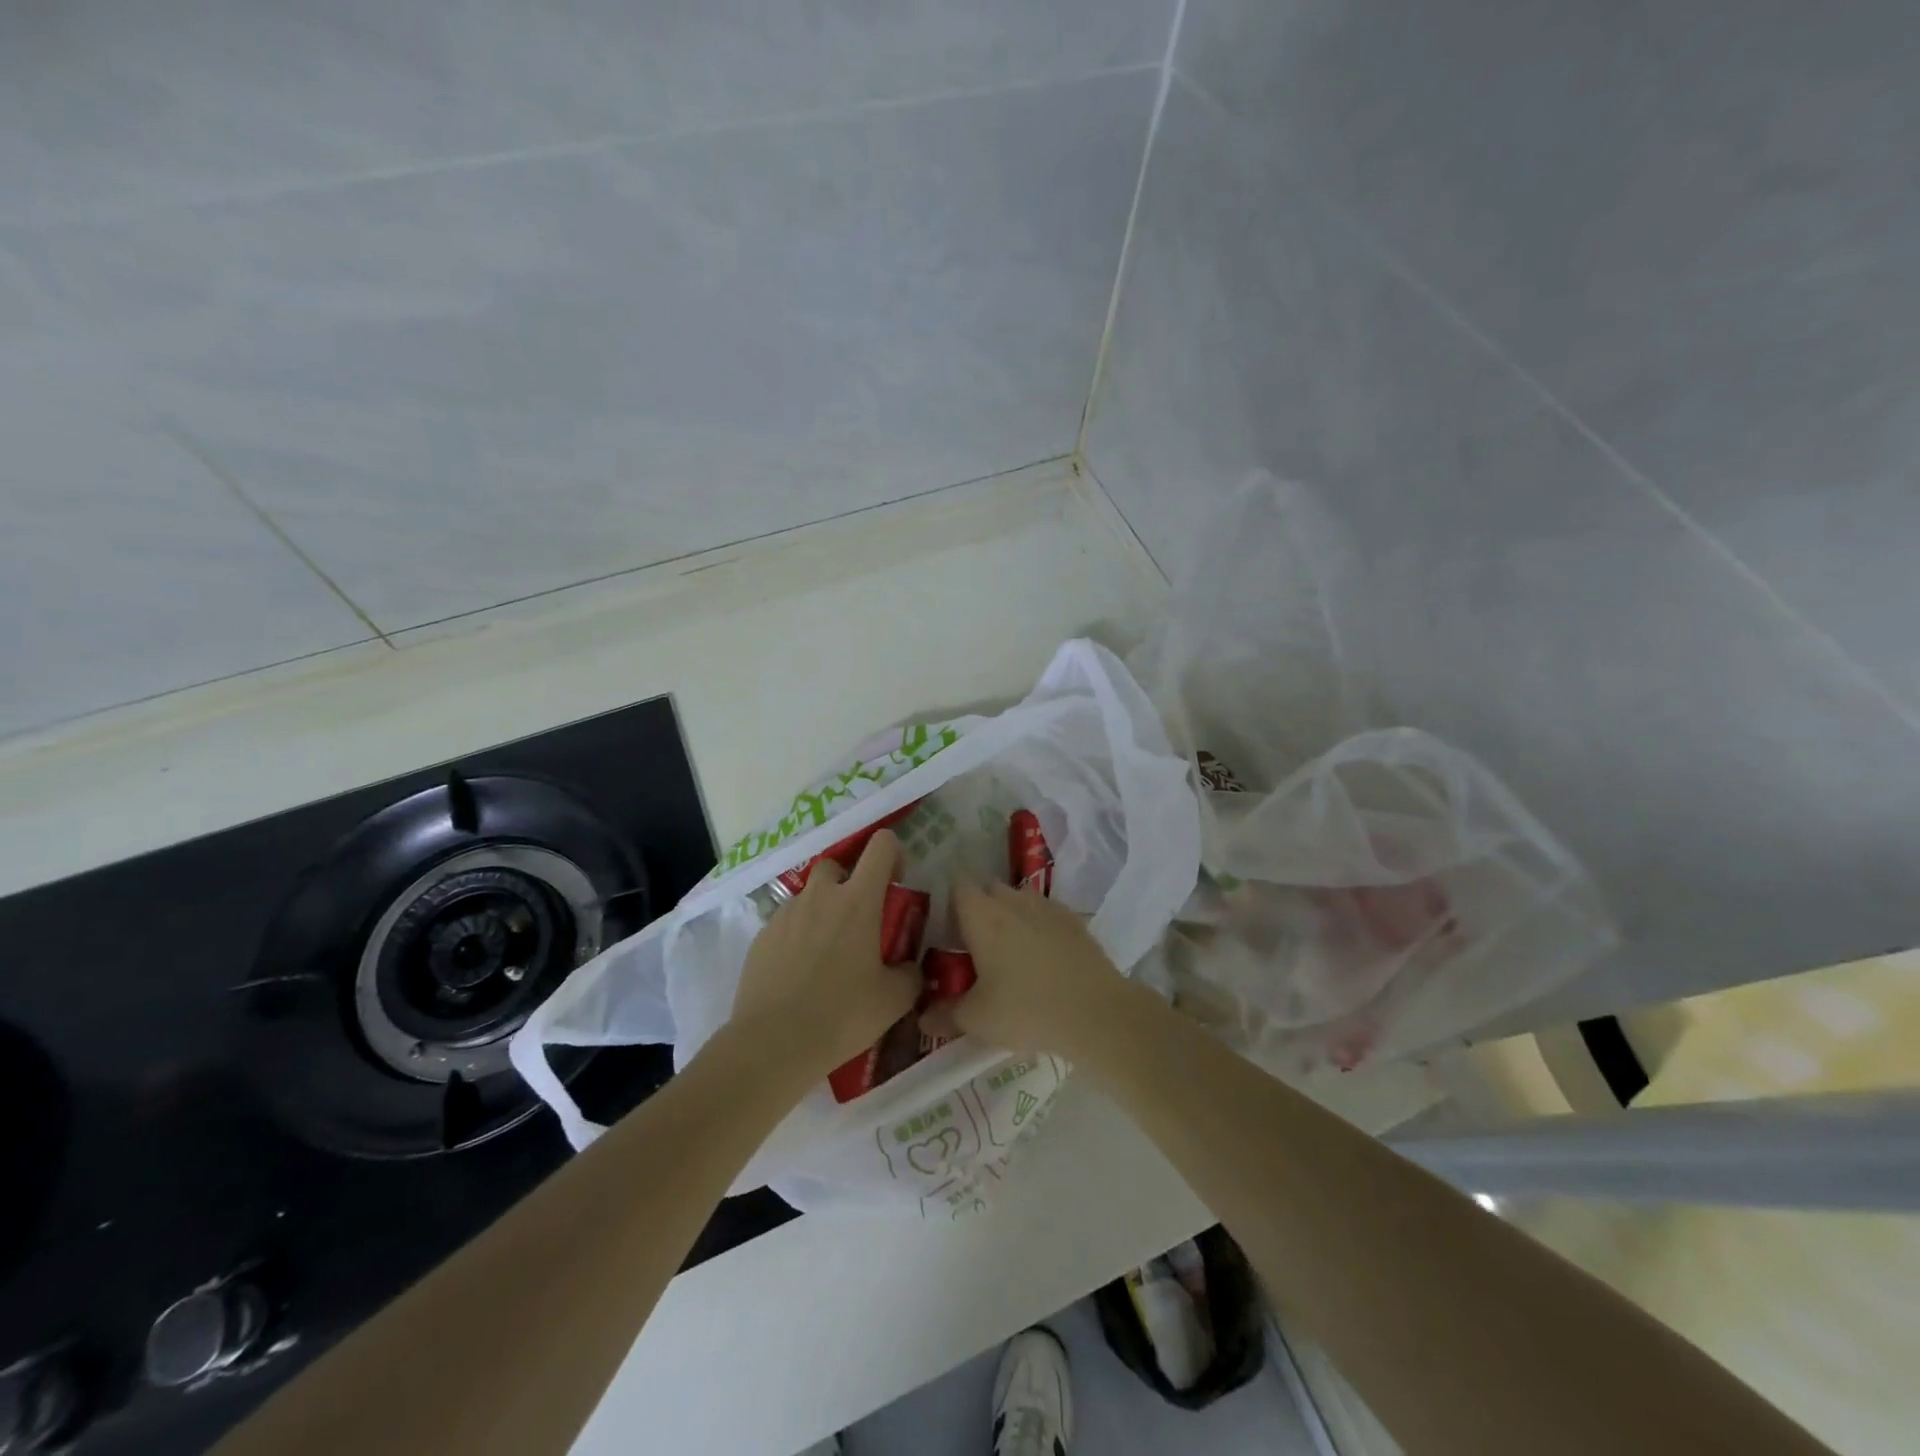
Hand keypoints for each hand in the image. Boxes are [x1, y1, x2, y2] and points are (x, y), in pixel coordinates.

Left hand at [728, 829, 921, 1080]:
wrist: (772, 1043)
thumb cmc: (841, 1015)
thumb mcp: (894, 1000)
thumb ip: (910, 975)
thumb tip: (911, 968)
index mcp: (858, 900)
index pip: (880, 846)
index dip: (892, 854)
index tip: (895, 881)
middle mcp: (821, 896)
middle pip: (837, 864)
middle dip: (849, 882)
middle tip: (859, 919)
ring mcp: (786, 914)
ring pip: (809, 896)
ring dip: (823, 911)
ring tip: (828, 954)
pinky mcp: (762, 936)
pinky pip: (787, 923)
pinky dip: (798, 936)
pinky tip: (800, 973)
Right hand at [924, 882, 1130, 1058]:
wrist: (1095, 1012)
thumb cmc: (1026, 1009)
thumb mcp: (977, 1020)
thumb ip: (945, 1016)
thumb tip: (922, 1020)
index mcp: (982, 916)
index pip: (957, 887)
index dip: (949, 904)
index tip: (946, 930)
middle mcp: (1012, 901)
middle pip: (988, 890)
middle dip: (979, 909)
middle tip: (973, 945)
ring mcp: (1046, 907)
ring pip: (1019, 898)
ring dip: (1010, 915)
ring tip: (1009, 951)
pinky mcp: (1074, 920)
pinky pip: (1046, 912)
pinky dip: (1039, 925)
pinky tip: (1042, 955)